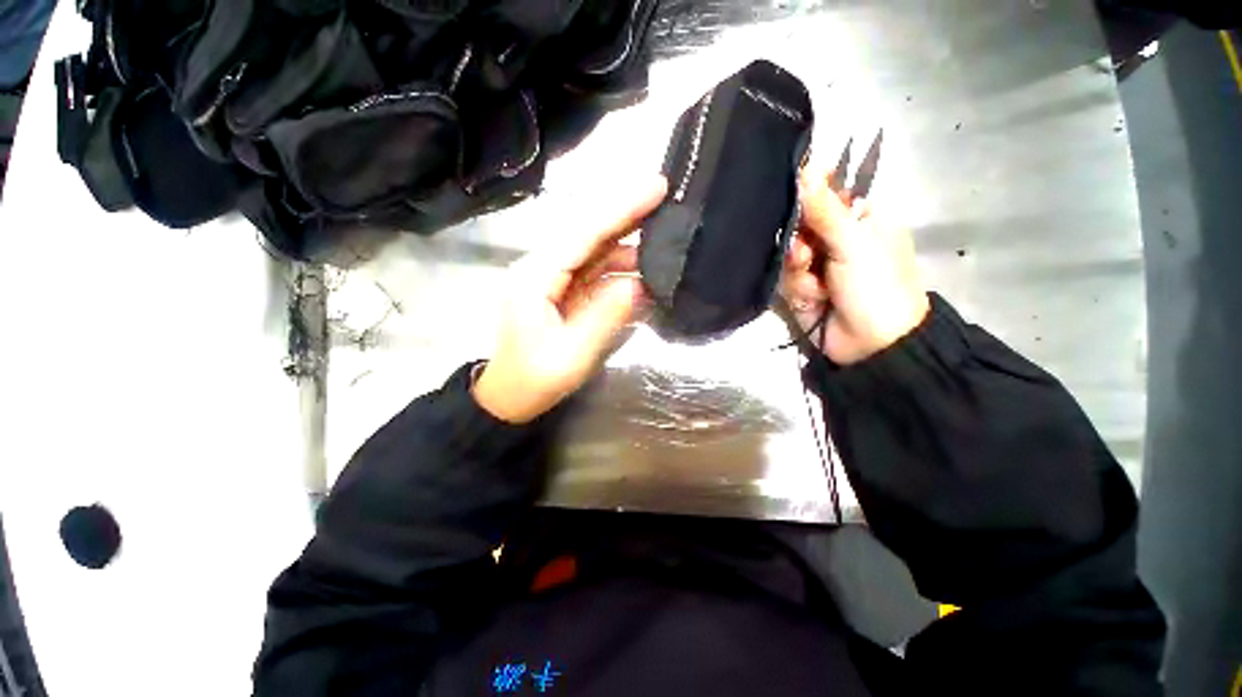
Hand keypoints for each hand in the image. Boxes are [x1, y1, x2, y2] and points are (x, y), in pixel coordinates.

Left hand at [474, 176, 667, 422]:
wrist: (510, 395)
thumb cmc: (535, 379)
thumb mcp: (574, 354)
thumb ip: (606, 315)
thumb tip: (640, 284)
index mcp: (535, 277)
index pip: (582, 234)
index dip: (620, 210)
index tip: (656, 187)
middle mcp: (541, 267)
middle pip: (586, 231)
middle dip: (624, 212)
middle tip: (663, 195)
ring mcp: (551, 277)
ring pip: (592, 247)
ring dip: (625, 240)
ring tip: (661, 235)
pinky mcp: (561, 289)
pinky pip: (593, 268)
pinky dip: (618, 264)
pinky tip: (641, 267)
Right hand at [781, 168, 928, 365]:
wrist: (871, 344)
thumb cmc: (876, 285)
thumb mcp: (854, 243)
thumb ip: (825, 209)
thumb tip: (806, 167)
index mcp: (859, 218)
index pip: (826, 192)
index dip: (806, 193)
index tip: (789, 195)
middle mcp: (836, 237)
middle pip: (799, 224)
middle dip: (799, 241)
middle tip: (805, 254)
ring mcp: (817, 264)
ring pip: (788, 252)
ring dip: (798, 269)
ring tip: (815, 284)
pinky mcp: (802, 287)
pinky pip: (786, 277)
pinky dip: (798, 288)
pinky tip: (813, 298)